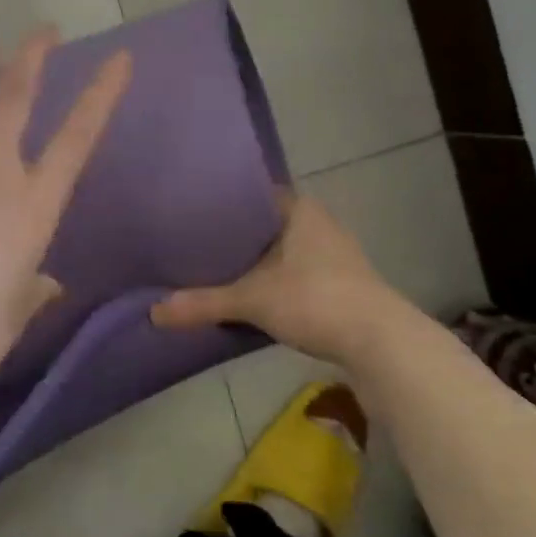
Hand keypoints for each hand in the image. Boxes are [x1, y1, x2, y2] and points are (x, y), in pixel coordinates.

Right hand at [151, 192, 411, 370]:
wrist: (382, 343)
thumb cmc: (315, 299)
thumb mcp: (252, 300)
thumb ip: (203, 303)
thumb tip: (153, 312)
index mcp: (298, 209)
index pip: (253, 193)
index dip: (222, 202)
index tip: (191, 210)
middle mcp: (318, 223)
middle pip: (265, 222)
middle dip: (235, 234)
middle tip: (194, 240)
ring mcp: (334, 253)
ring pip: (282, 249)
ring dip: (256, 260)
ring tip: (216, 266)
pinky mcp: (342, 283)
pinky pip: (296, 271)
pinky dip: (274, 279)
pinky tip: (252, 293)